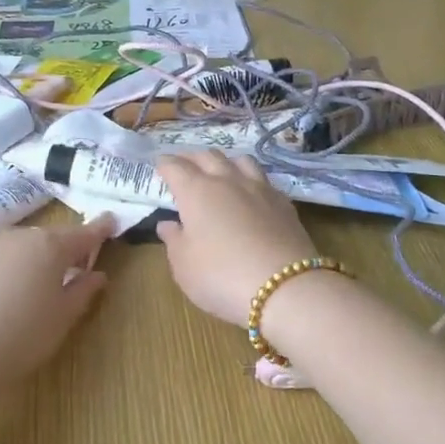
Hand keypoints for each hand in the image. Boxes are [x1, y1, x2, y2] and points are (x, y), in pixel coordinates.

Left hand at [0, 215, 115, 400]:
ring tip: (33, 285)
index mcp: (51, 247)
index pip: (84, 234)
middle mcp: (19, 237)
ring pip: (19, 247)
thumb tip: (96, 275)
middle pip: (50, 238)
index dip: (100, 229)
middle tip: (73, 269)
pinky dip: (3, 270)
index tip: (112, 222)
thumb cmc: (18, 337)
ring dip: (31, 259)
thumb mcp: (60, 321)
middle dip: (63, 250)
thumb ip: (82, 292)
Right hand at [154, 151, 316, 325]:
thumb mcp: (184, 266)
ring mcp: (259, 188)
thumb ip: (173, 240)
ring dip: (224, 161)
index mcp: (196, 191)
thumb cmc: (221, 276)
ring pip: (240, 160)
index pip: (175, 167)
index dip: (164, 164)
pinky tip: (251, 192)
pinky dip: (250, 179)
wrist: (285, 287)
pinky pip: (263, 179)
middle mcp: (227, 180)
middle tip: (184, 164)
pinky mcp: (283, 202)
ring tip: (219, 170)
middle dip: (191, 157)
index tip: (159, 165)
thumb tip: (168, 224)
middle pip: (207, 156)